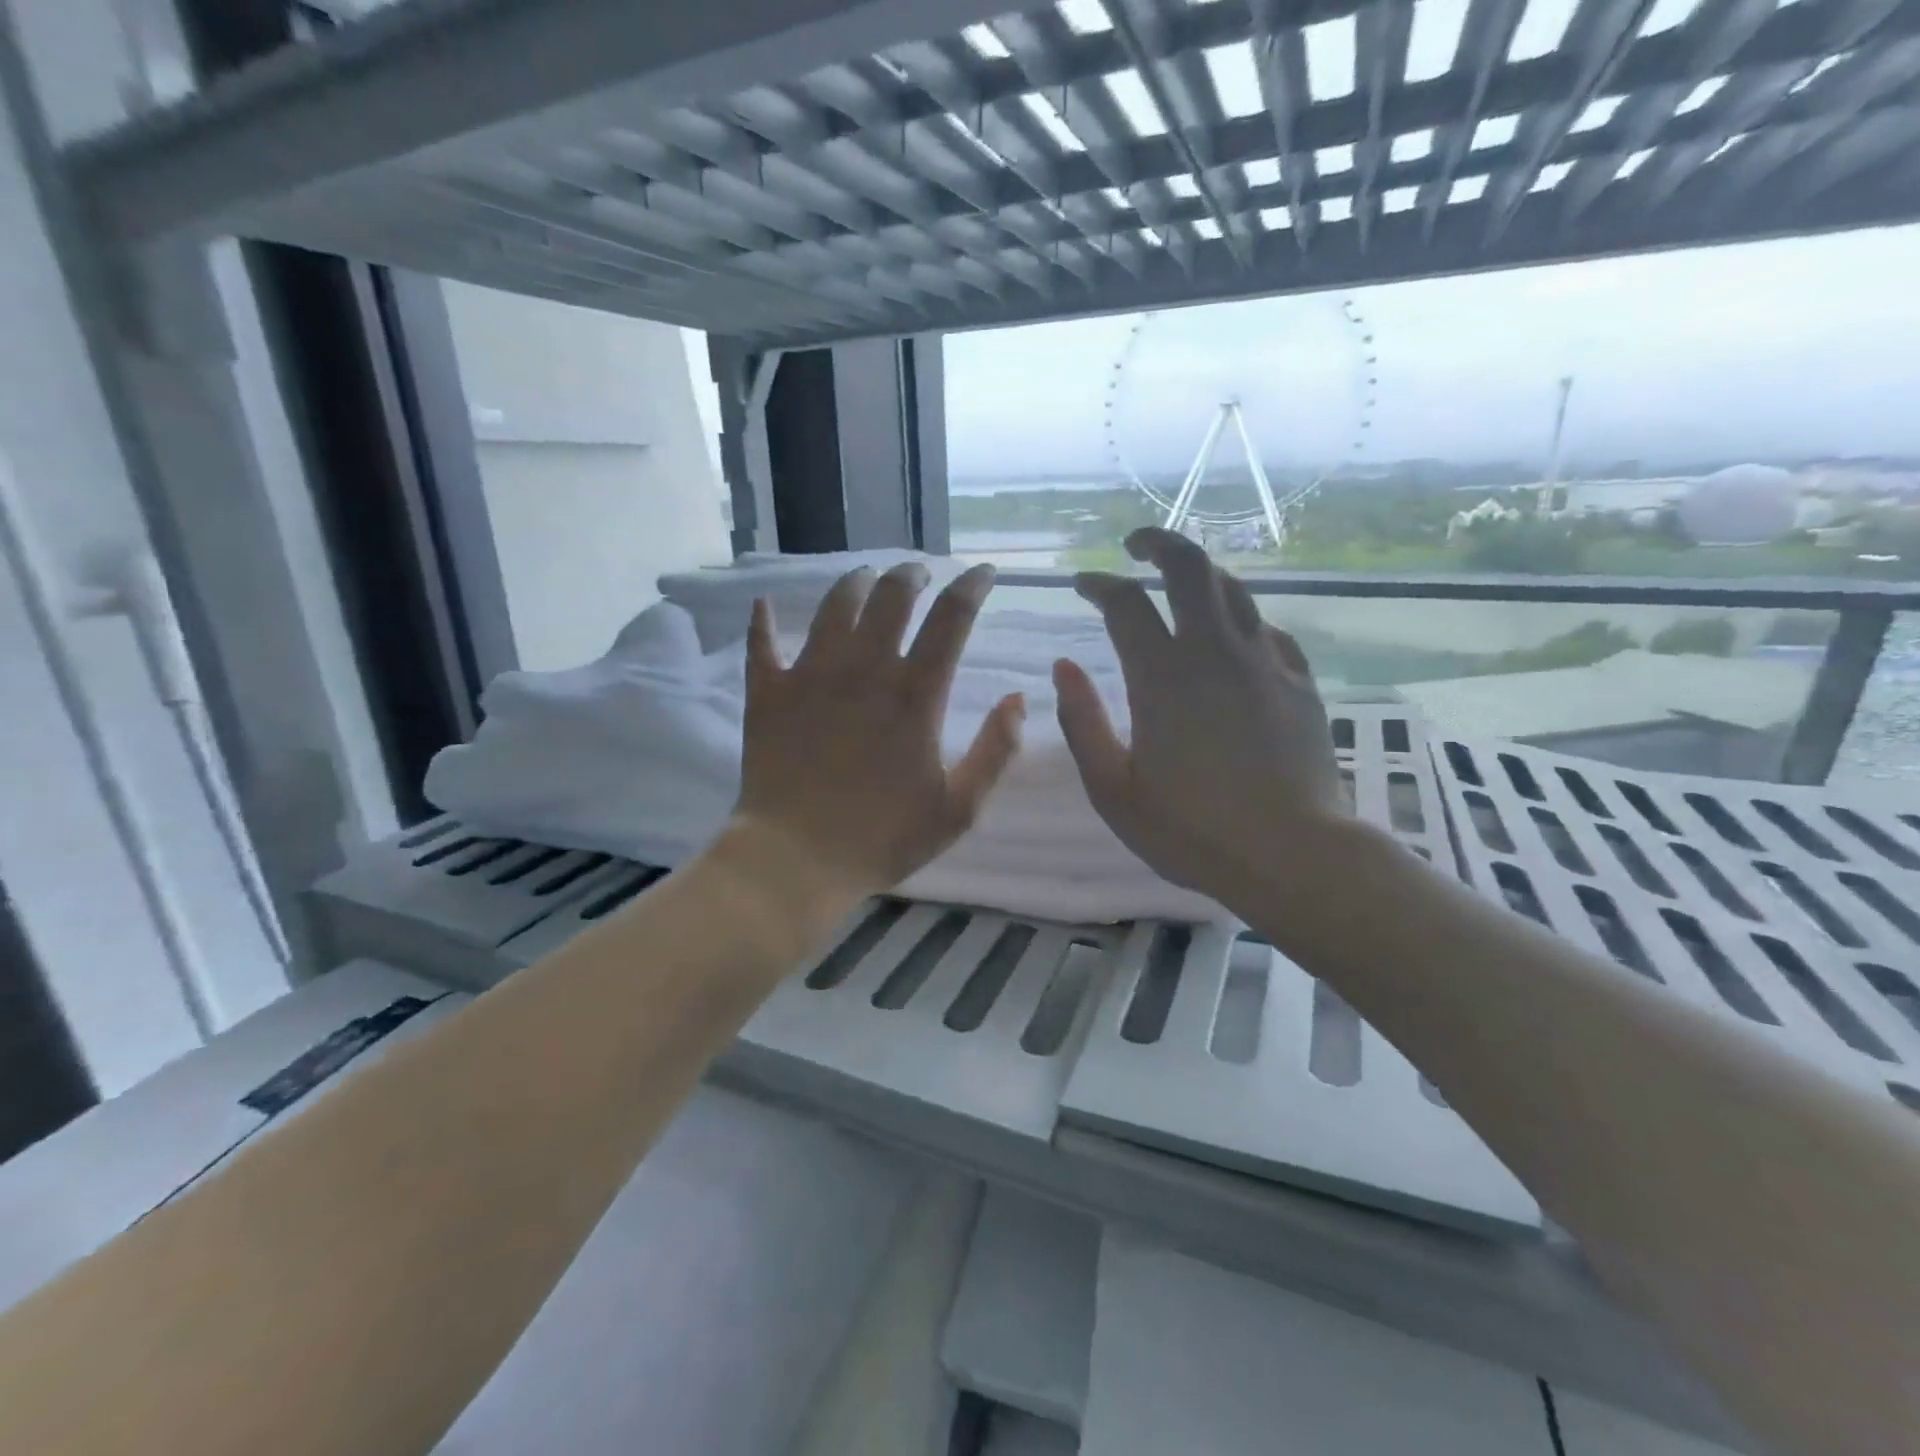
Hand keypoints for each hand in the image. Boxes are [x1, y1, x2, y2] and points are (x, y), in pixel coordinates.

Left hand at [729, 561, 1025, 903]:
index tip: (984, 572)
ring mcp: (810, 675)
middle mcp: (864, 669)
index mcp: (914, 694)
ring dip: (854, 582)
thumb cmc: (883, 838)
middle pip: (890, 596)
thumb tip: (1018, 699)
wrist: (795, 860)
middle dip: (911, 574)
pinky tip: (765, 604)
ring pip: (833, 606)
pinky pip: (762, 643)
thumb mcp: (959, 807)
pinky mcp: (768, 692)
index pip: (951, 618)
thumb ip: (995, 750)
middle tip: (919, 573)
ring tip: (865, 578)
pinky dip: (763, 620)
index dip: (972, 586)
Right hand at [1053, 528, 1345, 910]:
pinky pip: (1267, 630)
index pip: (1125, 603)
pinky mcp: (1299, 682)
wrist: (1292, 855)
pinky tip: (1234, 639)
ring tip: (1180, 583)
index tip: (1083, 584)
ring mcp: (1265, 662)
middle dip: (1159, 544)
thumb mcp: (1113, 789)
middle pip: (1190, 567)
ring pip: (1234, 590)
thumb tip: (1063, 666)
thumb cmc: (1191, 830)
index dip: (1099, 585)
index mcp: (1162, 677)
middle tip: (1137, 547)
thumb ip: (1082, 722)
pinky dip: (1240, 620)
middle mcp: (1214, 652)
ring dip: (1201, 574)